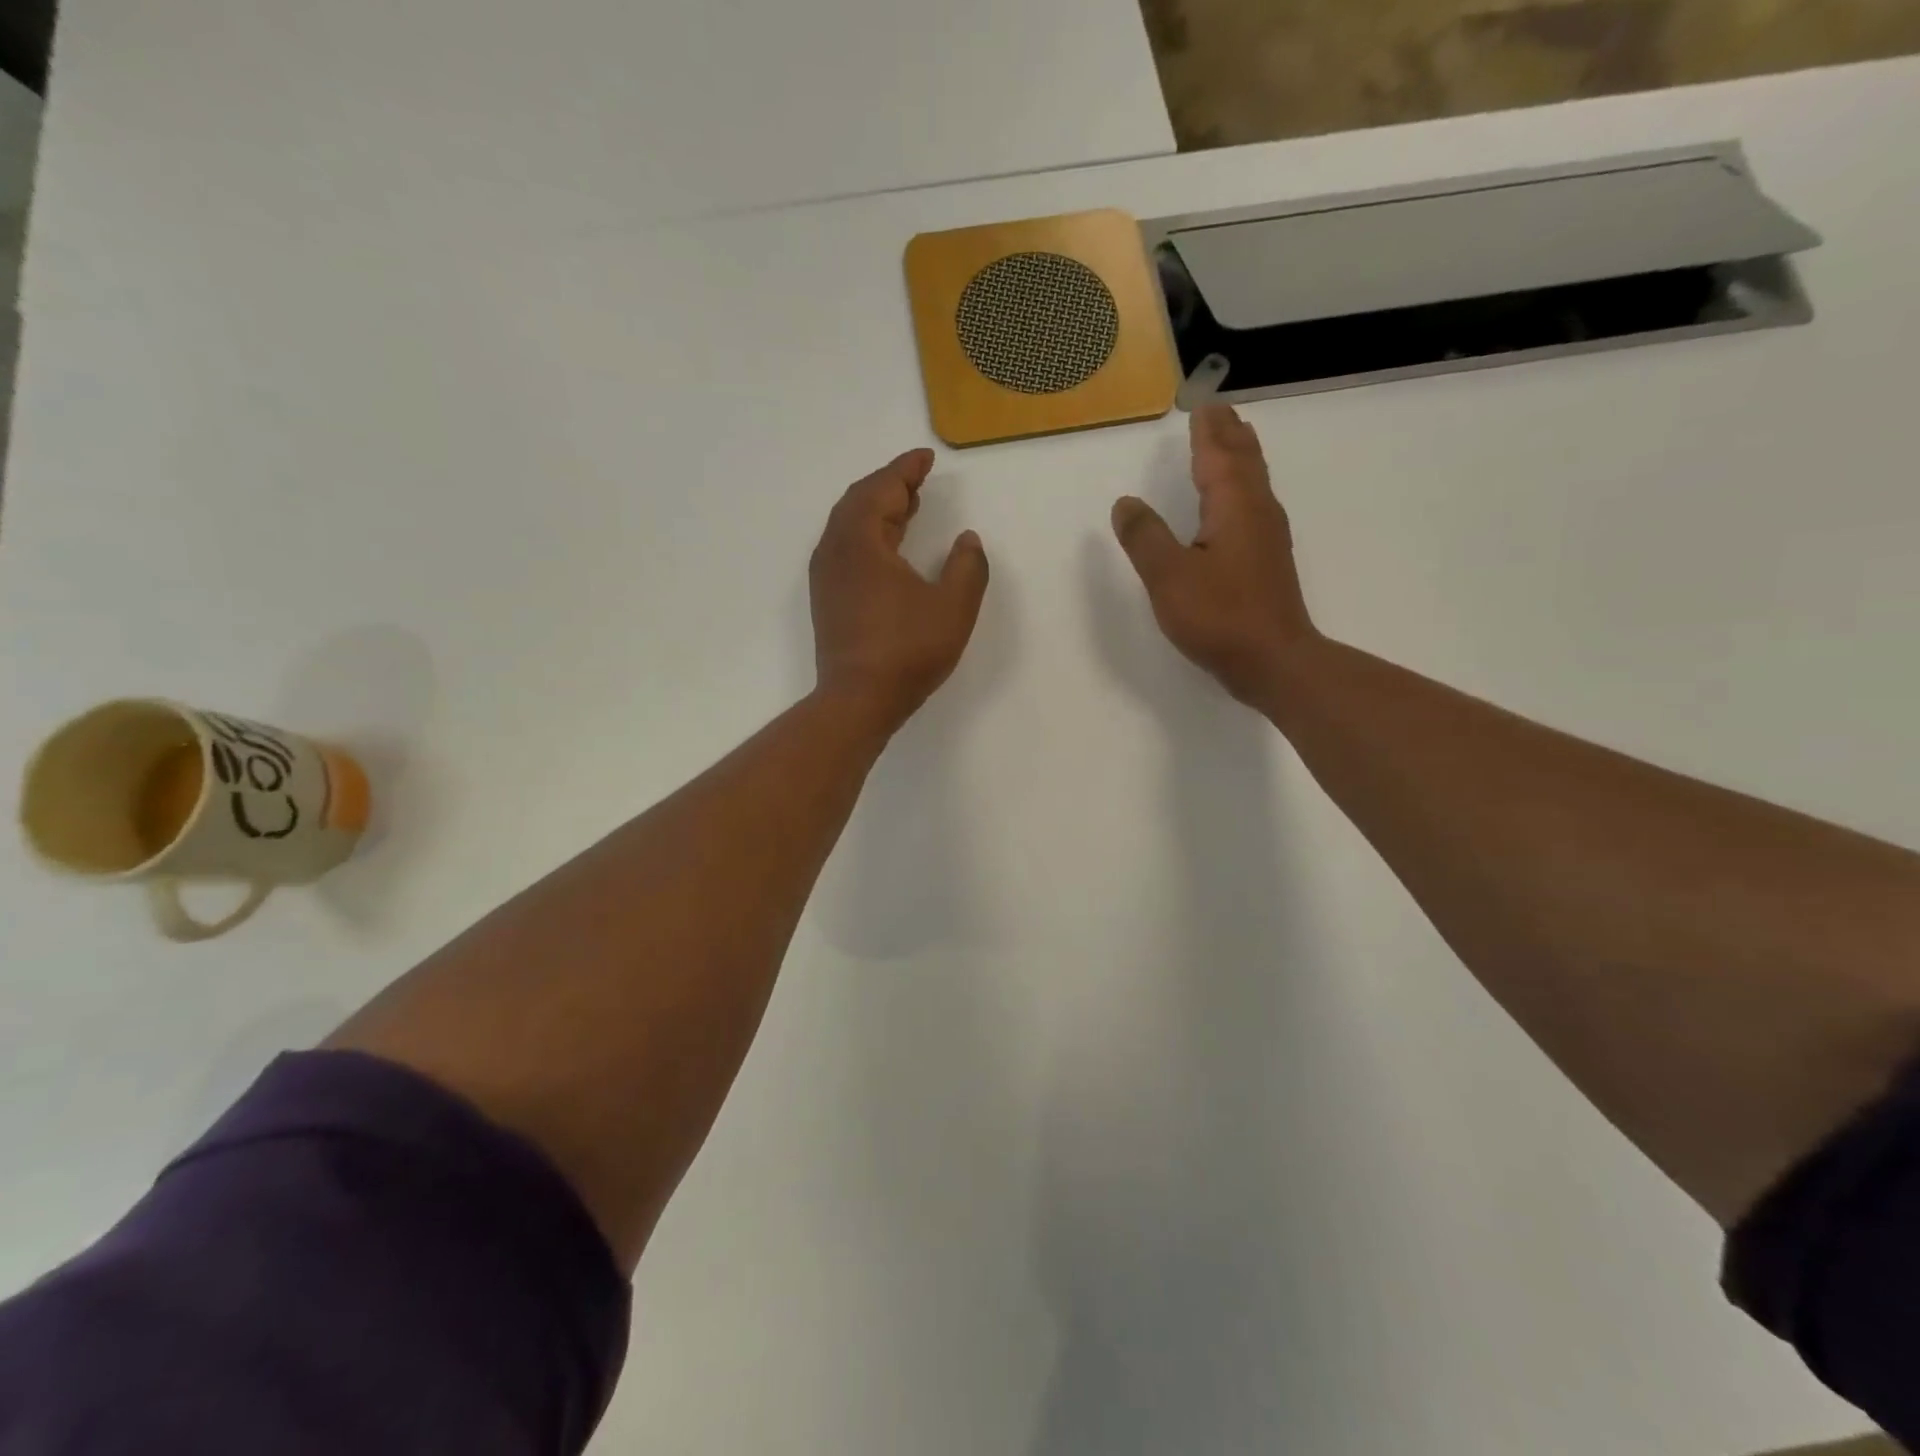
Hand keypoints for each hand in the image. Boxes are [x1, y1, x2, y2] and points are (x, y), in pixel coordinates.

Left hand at [811, 448, 989, 732]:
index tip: (926, 457)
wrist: (858, 700)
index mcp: (862, 542)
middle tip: (918, 480)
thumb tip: (967, 541)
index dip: (906, 470)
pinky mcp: (827, 599)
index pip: (882, 490)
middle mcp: (836, 551)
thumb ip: (967, 567)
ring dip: (877, 510)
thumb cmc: (908, 651)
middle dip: (889, 485)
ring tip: (907, 508)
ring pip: (848, 526)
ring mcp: (826, 576)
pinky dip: (867, 535)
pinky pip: (845, 548)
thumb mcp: (953, 608)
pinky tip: (887, 549)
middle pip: (858, 502)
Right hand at [1111, 406, 1316, 710]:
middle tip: (1219, 412)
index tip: (1201, 405)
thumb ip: (1144, 537)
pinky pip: (1254, 505)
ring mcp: (1267, 537)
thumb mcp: (1169, 576)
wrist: (1273, 661)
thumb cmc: (1219, 616)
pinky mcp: (1267, 562)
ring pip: (1254, 483)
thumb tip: (1126, 502)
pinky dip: (1242, 488)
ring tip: (1231, 442)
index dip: (1207, 431)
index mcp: (1233, 506)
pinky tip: (1237, 505)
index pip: (1218, 455)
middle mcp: (1257, 512)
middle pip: (1244, 461)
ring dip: (1240, 458)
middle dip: (1229, 435)